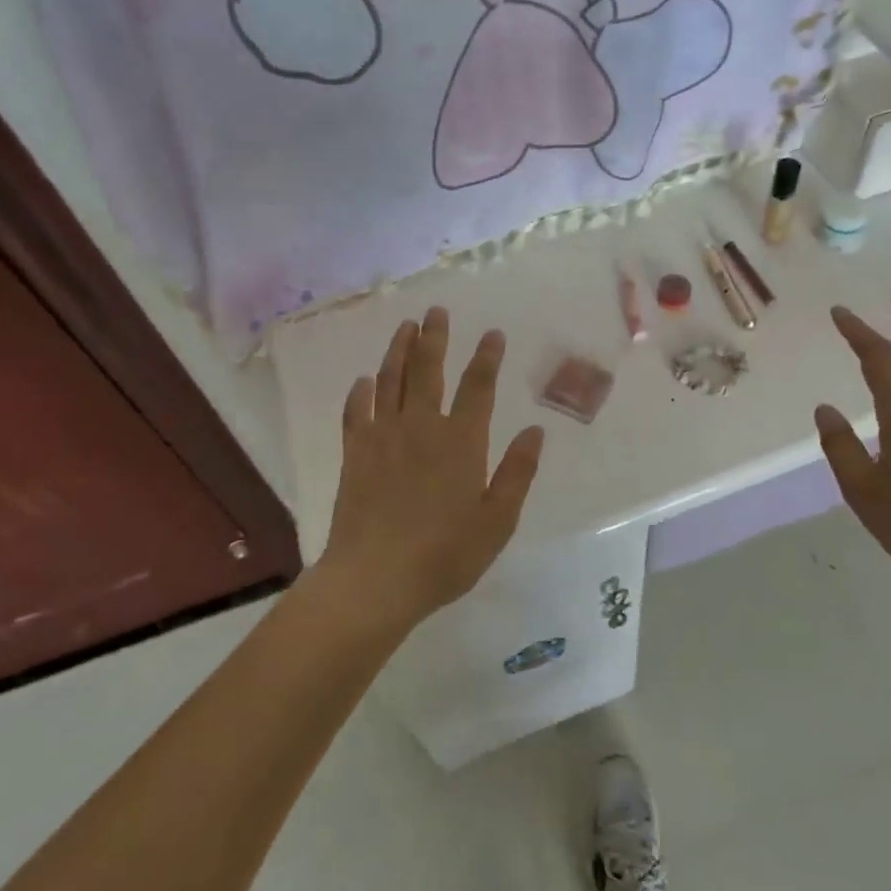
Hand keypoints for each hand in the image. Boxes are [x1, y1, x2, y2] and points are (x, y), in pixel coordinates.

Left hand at [323, 308, 546, 626]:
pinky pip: (356, 412)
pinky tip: (363, 381)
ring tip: (405, 326)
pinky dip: (359, 392)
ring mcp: (383, 436)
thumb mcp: (497, 520)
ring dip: (399, 350)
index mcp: (461, 441)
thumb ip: (517, 472)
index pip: (477, 387)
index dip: (486, 357)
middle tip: (436, 311)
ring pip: (391, 381)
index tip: (492, 333)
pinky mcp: (354, 453)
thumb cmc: (445, 554)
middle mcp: (422, 427)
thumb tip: (535, 430)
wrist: (375, 579)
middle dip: (435, 337)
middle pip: (428, 370)